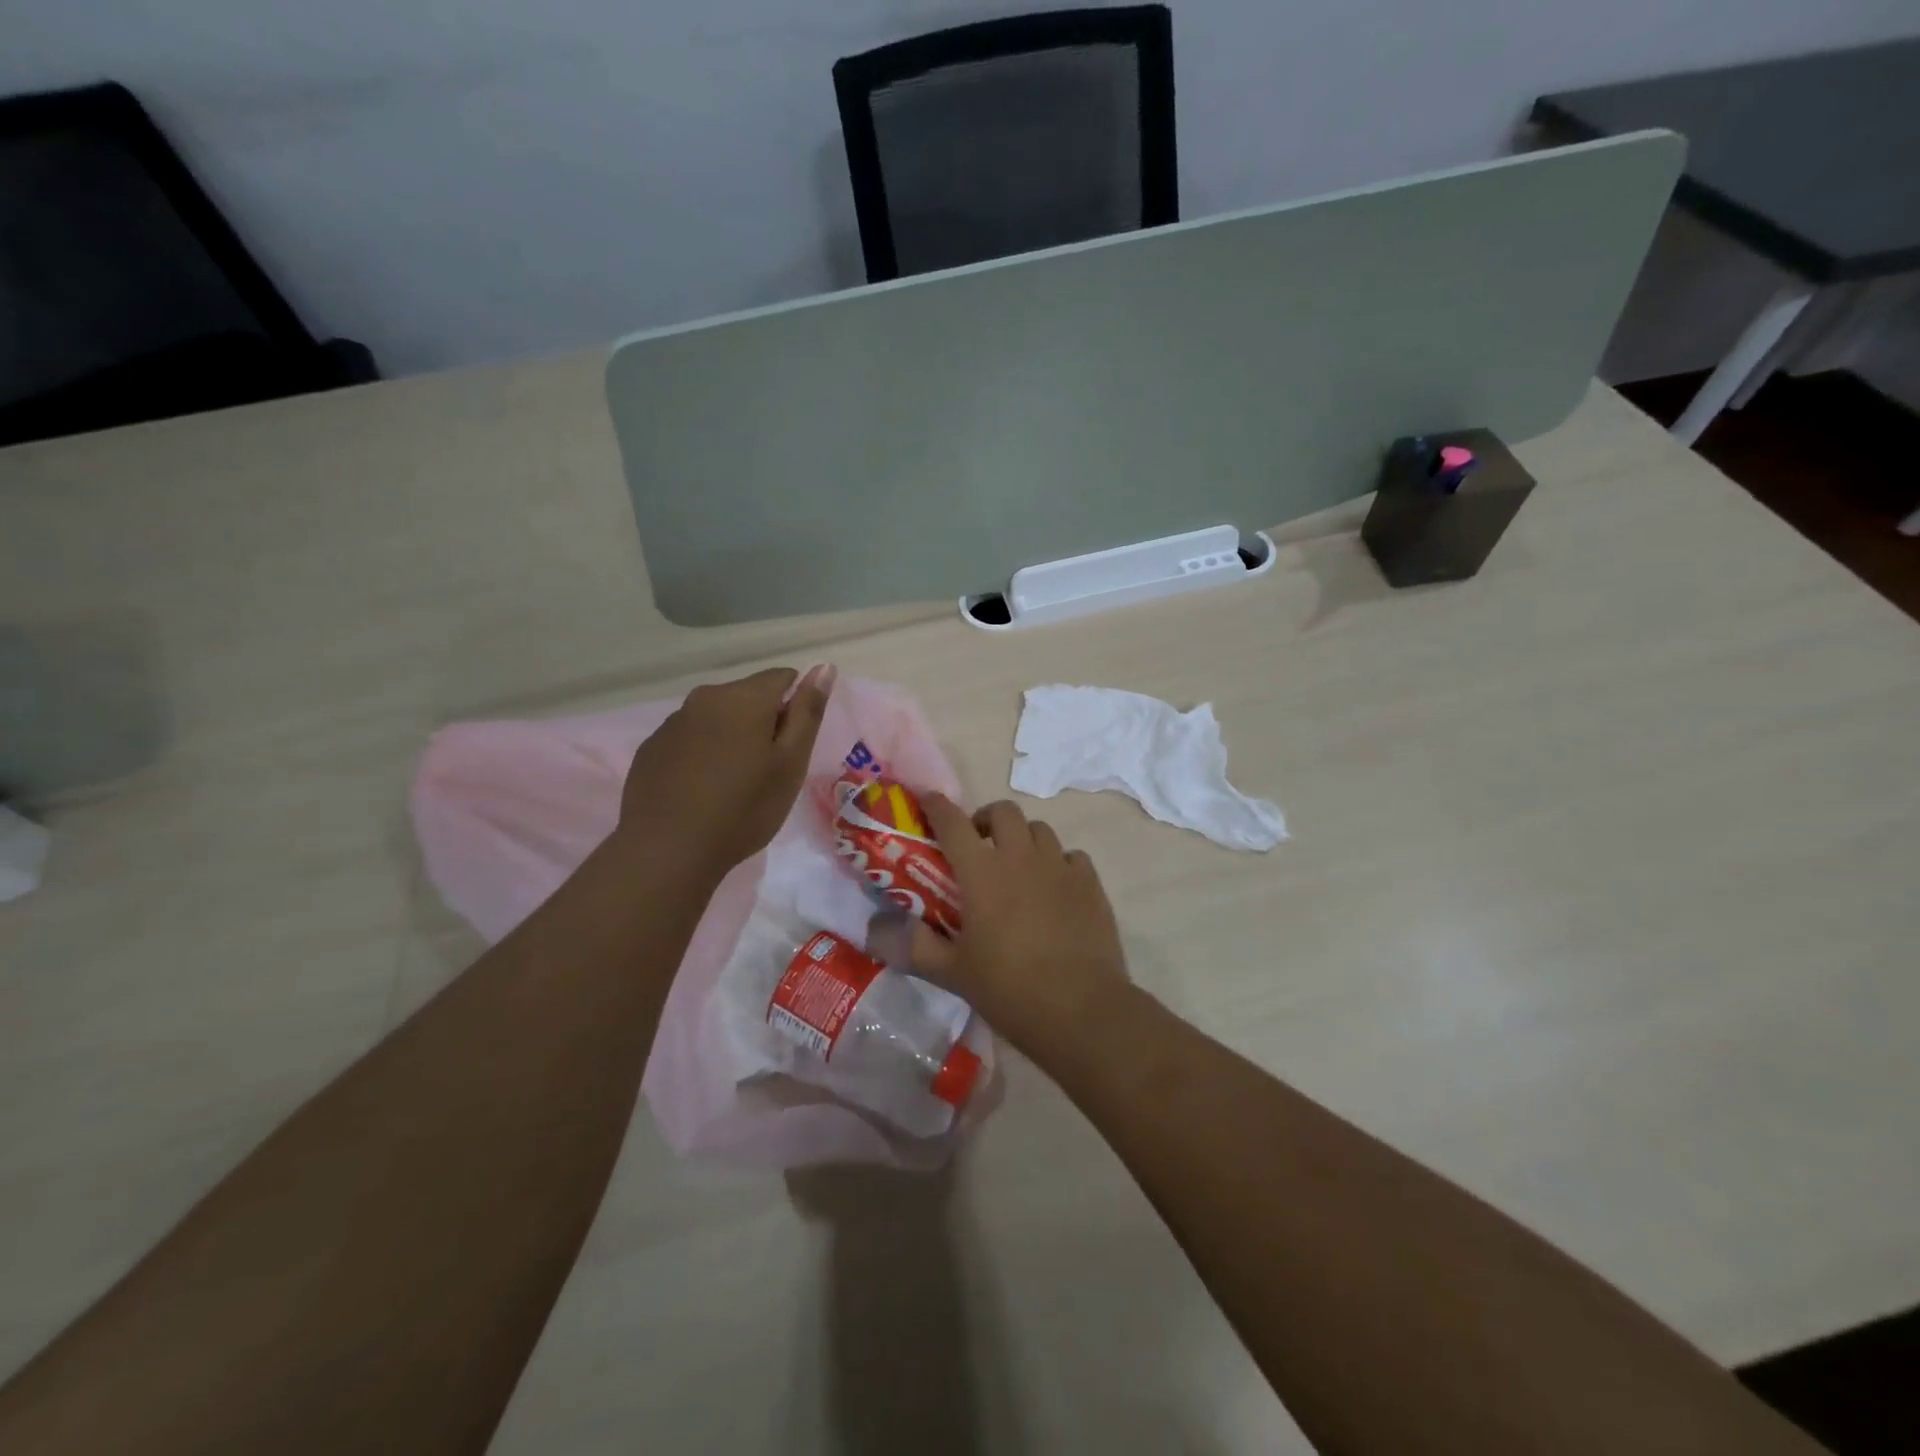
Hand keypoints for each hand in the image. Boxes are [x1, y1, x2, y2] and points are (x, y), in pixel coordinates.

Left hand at [618, 665, 833, 878]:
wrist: (668, 850)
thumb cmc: (743, 808)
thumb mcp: (790, 763)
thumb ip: (808, 712)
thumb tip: (824, 666)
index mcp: (745, 697)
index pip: (783, 677)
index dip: (795, 707)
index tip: (792, 746)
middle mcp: (705, 697)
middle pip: (747, 696)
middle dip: (762, 722)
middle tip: (766, 772)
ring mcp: (673, 722)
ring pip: (716, 718)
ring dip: (731, 738)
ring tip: (732, 785)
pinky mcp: (651, 748)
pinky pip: (689, 739)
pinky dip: (702, 754)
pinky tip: (701, 791)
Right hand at [905, 795, 1132, 1057]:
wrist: (1082, 1010)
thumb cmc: (1010, 989)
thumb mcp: (952, 973)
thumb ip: (914, 947)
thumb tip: (875, 931)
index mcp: (982, 872)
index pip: (953, 823)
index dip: (937, 806)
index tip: (927, 801)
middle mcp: (1021, 857)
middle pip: (1003, 811)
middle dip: (985, 819)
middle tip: (977, 845)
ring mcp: (1060, 867)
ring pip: (1039, 829)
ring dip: (1021, 838)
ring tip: (1015, 866)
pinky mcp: (1090, 884)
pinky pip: (1071, 856)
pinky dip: (1056, 862)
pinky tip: (1053, 888)